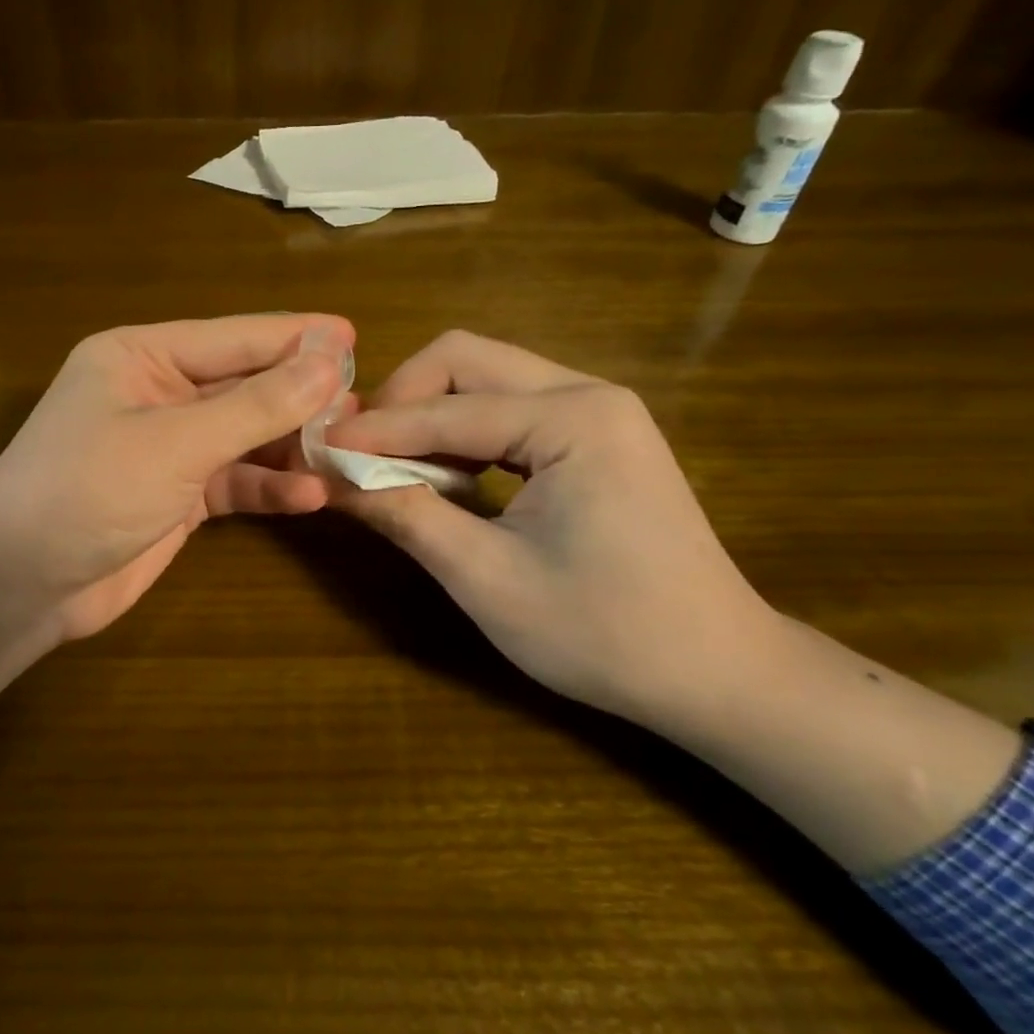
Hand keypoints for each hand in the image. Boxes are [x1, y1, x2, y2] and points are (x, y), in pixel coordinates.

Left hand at [0, 313, 351, 765]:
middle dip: (300, 397)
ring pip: (243, 436)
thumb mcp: (178, 441)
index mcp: (141, 355)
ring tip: (348, 450)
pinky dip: (266, 488)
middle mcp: (156, 393)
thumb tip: (330, 358)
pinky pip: (233, 482)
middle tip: (362, 406)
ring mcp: (167, 447)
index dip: (295, 337)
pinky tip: (311, 497)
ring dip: (290, 446)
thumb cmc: (90, 489)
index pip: (233, 338)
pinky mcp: (176, 496)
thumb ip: (256, 403)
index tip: (354, 336)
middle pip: (243, 386)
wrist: (23, 583)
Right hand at [325, 330, 782, 730]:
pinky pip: (508, 410)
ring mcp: (598, 411)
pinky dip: (461, 433)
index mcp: (573, 418)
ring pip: (484, 379)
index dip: (375, 432)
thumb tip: (331, 476)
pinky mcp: (596, 436)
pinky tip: (444, 477)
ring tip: (391, 468)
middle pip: (465, 360)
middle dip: (401, 400)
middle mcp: (588, 393)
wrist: (718, 674)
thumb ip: (405, 515)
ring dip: (428, 415)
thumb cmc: (604, 634)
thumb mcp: (486, 579)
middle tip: (359, 453)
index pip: (446, 408)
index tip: (315, 450)